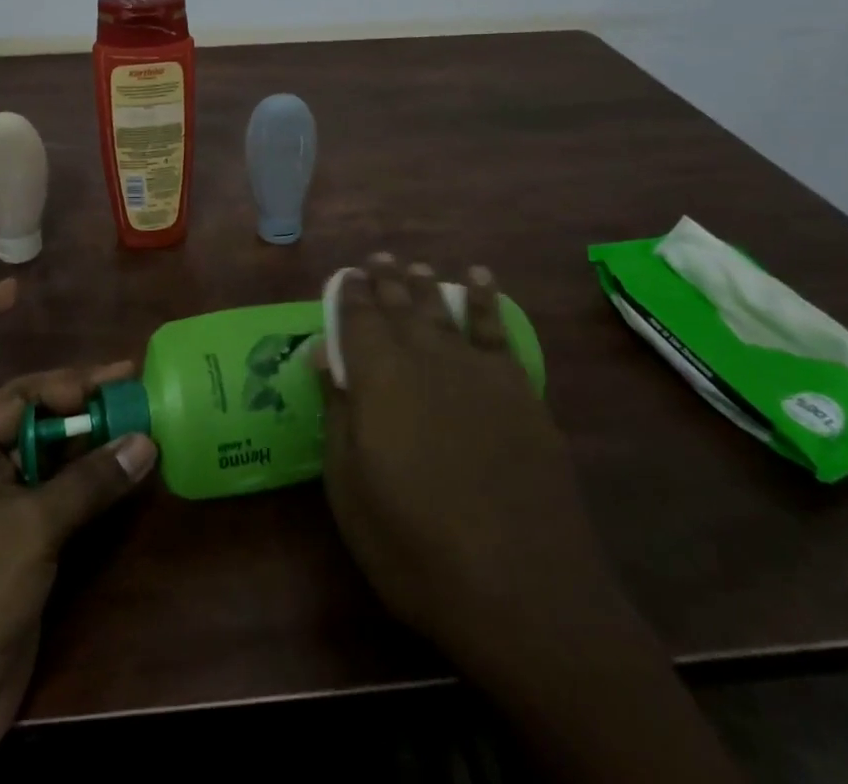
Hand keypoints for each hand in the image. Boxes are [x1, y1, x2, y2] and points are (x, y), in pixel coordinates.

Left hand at [0, 278, 156, 783]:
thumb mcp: (26, 529)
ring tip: (138, 414)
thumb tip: (145, 439)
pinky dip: (90, 475)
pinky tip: (128, 465)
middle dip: (68, 387)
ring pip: (44, 446)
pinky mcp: (19, 540)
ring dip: (86, 431)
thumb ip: (88, 482)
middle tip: (125, 379)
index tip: (15, 292)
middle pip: (18, 402)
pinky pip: (58, 489)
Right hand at [319, 255, 741, 782]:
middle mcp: (423, 357)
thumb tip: (323, 353)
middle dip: (384, 280)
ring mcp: (474, 369)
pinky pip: (496, 327)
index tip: (344, 275)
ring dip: (425, 284)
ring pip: (441, 309)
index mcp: (376, 377)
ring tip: (414, 264)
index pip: (356, 318)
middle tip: (376, 259)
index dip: (349, 293)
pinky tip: (479, 278)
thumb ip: (337, 412)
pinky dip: (486, 298)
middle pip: (398, 306)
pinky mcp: (516, 388)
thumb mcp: (350, 488)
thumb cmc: (416, 546)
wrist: (524, 589)